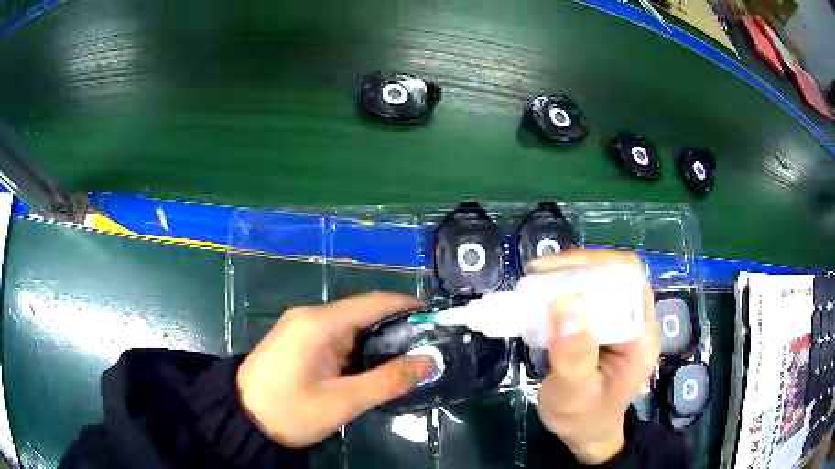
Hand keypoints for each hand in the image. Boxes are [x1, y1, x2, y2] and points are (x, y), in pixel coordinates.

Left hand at [236, 292, 436, 447]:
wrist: (241, 418)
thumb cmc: (289, 410)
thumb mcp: (342, 402)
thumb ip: (387, 381)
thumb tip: (429, 362)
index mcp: (319, 323)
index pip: (373, 302)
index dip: (407, 306)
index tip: (436, 319)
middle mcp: (311, 317)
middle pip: (363, 314)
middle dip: (397, 328)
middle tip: (429, 347)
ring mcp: (302, 329)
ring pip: (351, 329)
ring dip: (379, 343)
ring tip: (410, 360)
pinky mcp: (298, 343)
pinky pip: (337, 340)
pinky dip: (359, 352)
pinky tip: (375, 368)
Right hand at [532, 250, 659, 464]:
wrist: (586, 433)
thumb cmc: (582, 419)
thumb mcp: (574, 394)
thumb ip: (573, 355)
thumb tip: (565, 300)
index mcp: (641, 338)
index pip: (629, 281)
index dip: (596, 266)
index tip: (555, 272)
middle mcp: (638, 323)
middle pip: (617, 275)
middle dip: (579, 268)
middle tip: (540, 274)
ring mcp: (623, 324)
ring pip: (603, 282)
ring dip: (571, 276)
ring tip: (538, 281)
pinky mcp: (608, 327)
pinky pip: (591, 297)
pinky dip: (567, 291)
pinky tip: (545, 297)